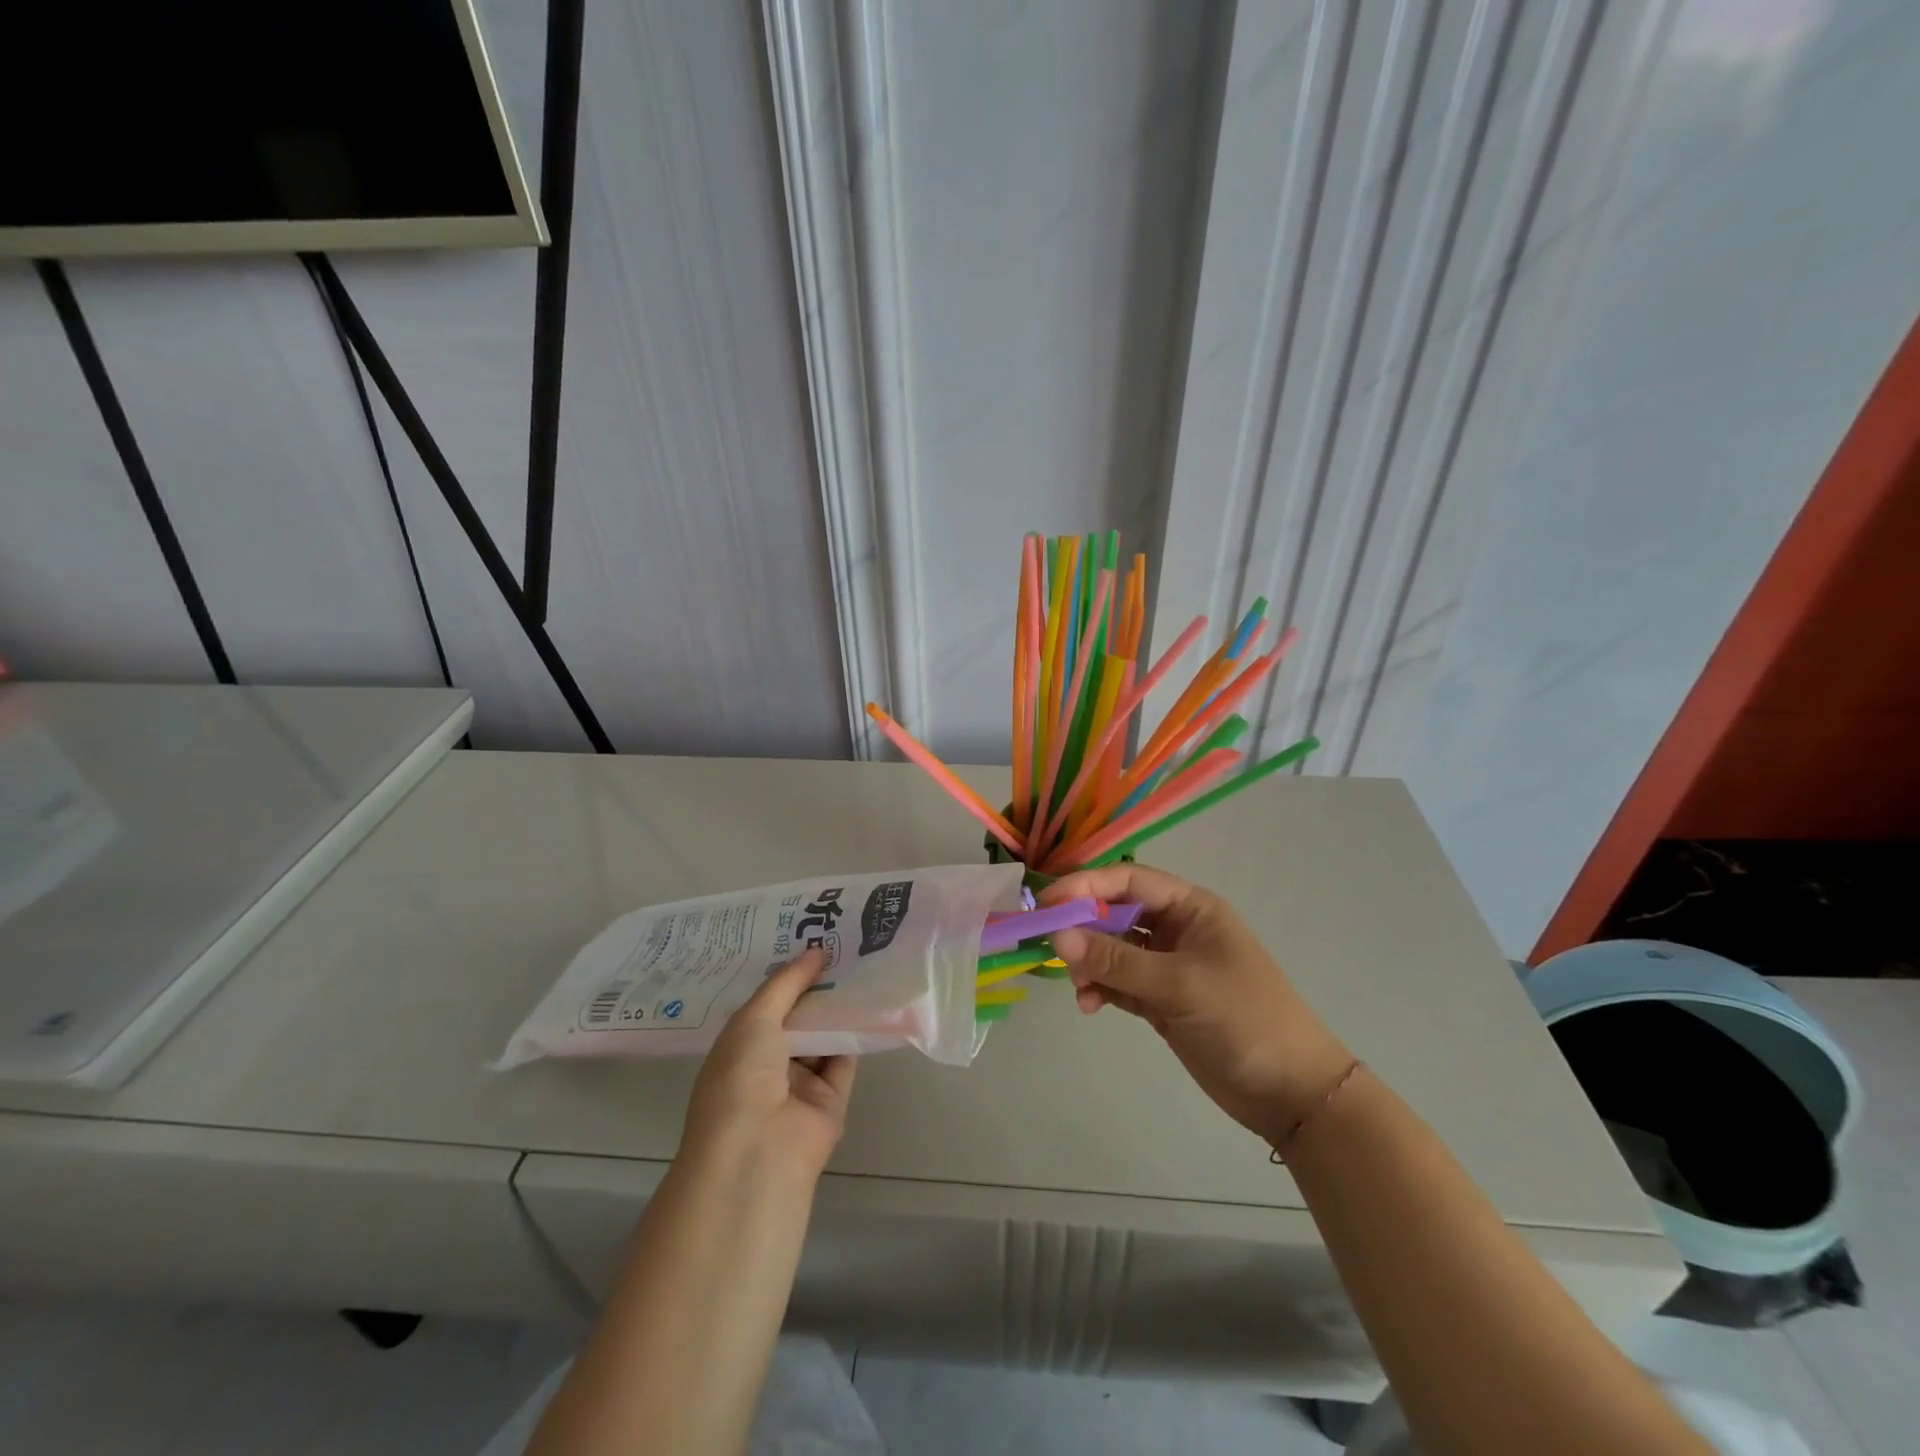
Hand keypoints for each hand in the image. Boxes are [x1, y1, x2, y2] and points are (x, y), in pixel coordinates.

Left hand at [679, 949, 855, 1183]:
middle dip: (817, 986)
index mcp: (740, 1046)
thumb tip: (817, 951)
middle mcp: (769, 1064)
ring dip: (840, 1007)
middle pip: (798, 1017)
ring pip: (825, 1036)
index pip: (767, 1004)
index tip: (812, 939)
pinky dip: (858, 1033)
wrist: (757, 1152)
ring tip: (864, 963)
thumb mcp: (754, 1019)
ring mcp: (800, 1083)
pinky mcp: (831, 1099)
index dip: (788, 975)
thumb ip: (786, 983)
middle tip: (845, 945)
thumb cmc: (740, 1078)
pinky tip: (874, 1000)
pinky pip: (846, 1058)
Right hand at [1044, 865, 1352, 1143]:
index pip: (1129, 880)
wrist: (1292, 1094)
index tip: (1047, 903)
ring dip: (1090, 963)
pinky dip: (1101, 988)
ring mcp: (1169, 965)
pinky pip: (1120, 981)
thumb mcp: (1178, 985)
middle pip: (1117, 912)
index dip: (1086, 885)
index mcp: (1191, 907)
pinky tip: (1090, 1005)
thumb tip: (1057, 937)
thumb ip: (1116, 960)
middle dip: (1083, 927)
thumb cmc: (1243, 1020)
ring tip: (1078, 988)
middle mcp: (1177, 928)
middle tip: (1049, 947)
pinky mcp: (1162, 999)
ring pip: (1113, 948)